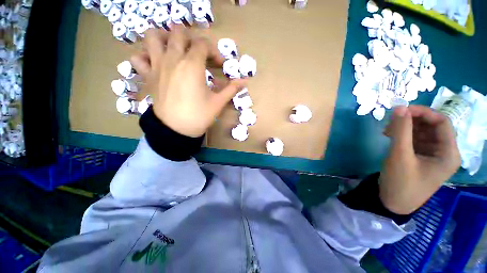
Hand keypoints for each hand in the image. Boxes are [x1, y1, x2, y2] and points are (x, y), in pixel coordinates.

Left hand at [130, 27, 246, 136]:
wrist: (176, 130)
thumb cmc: (199, 116)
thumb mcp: (218, 102)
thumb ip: (231, 89)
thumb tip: (245, 81)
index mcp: (192, 65)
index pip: (203, 45)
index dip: (214, 52)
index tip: (219, 65)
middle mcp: (173, 59)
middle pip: (178, 33)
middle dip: (192, 40)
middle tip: (198, 54)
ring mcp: (157, 65)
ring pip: (153, 37)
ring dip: (164, 38)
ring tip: (174, 48)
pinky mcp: (147, 76)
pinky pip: (138, 58)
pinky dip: (144, 55)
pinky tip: (154, 63)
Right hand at [380, 106, 460, 214]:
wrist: (392, 202)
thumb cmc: (401, 182)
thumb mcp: (400, 156)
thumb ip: (401, 130)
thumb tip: (399, 107)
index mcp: (448, 153)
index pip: (442, 122)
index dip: (423, 112)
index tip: (402, 109)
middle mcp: (444, 151)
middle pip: (432, 126)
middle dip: (412, 120)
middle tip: (391, 120)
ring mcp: (432, 154)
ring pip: (422, 131)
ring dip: (405, 127)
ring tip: (387, 130)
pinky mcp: (420, 156)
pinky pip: (414, 139)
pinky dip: (402, 134)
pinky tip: (390, 135)